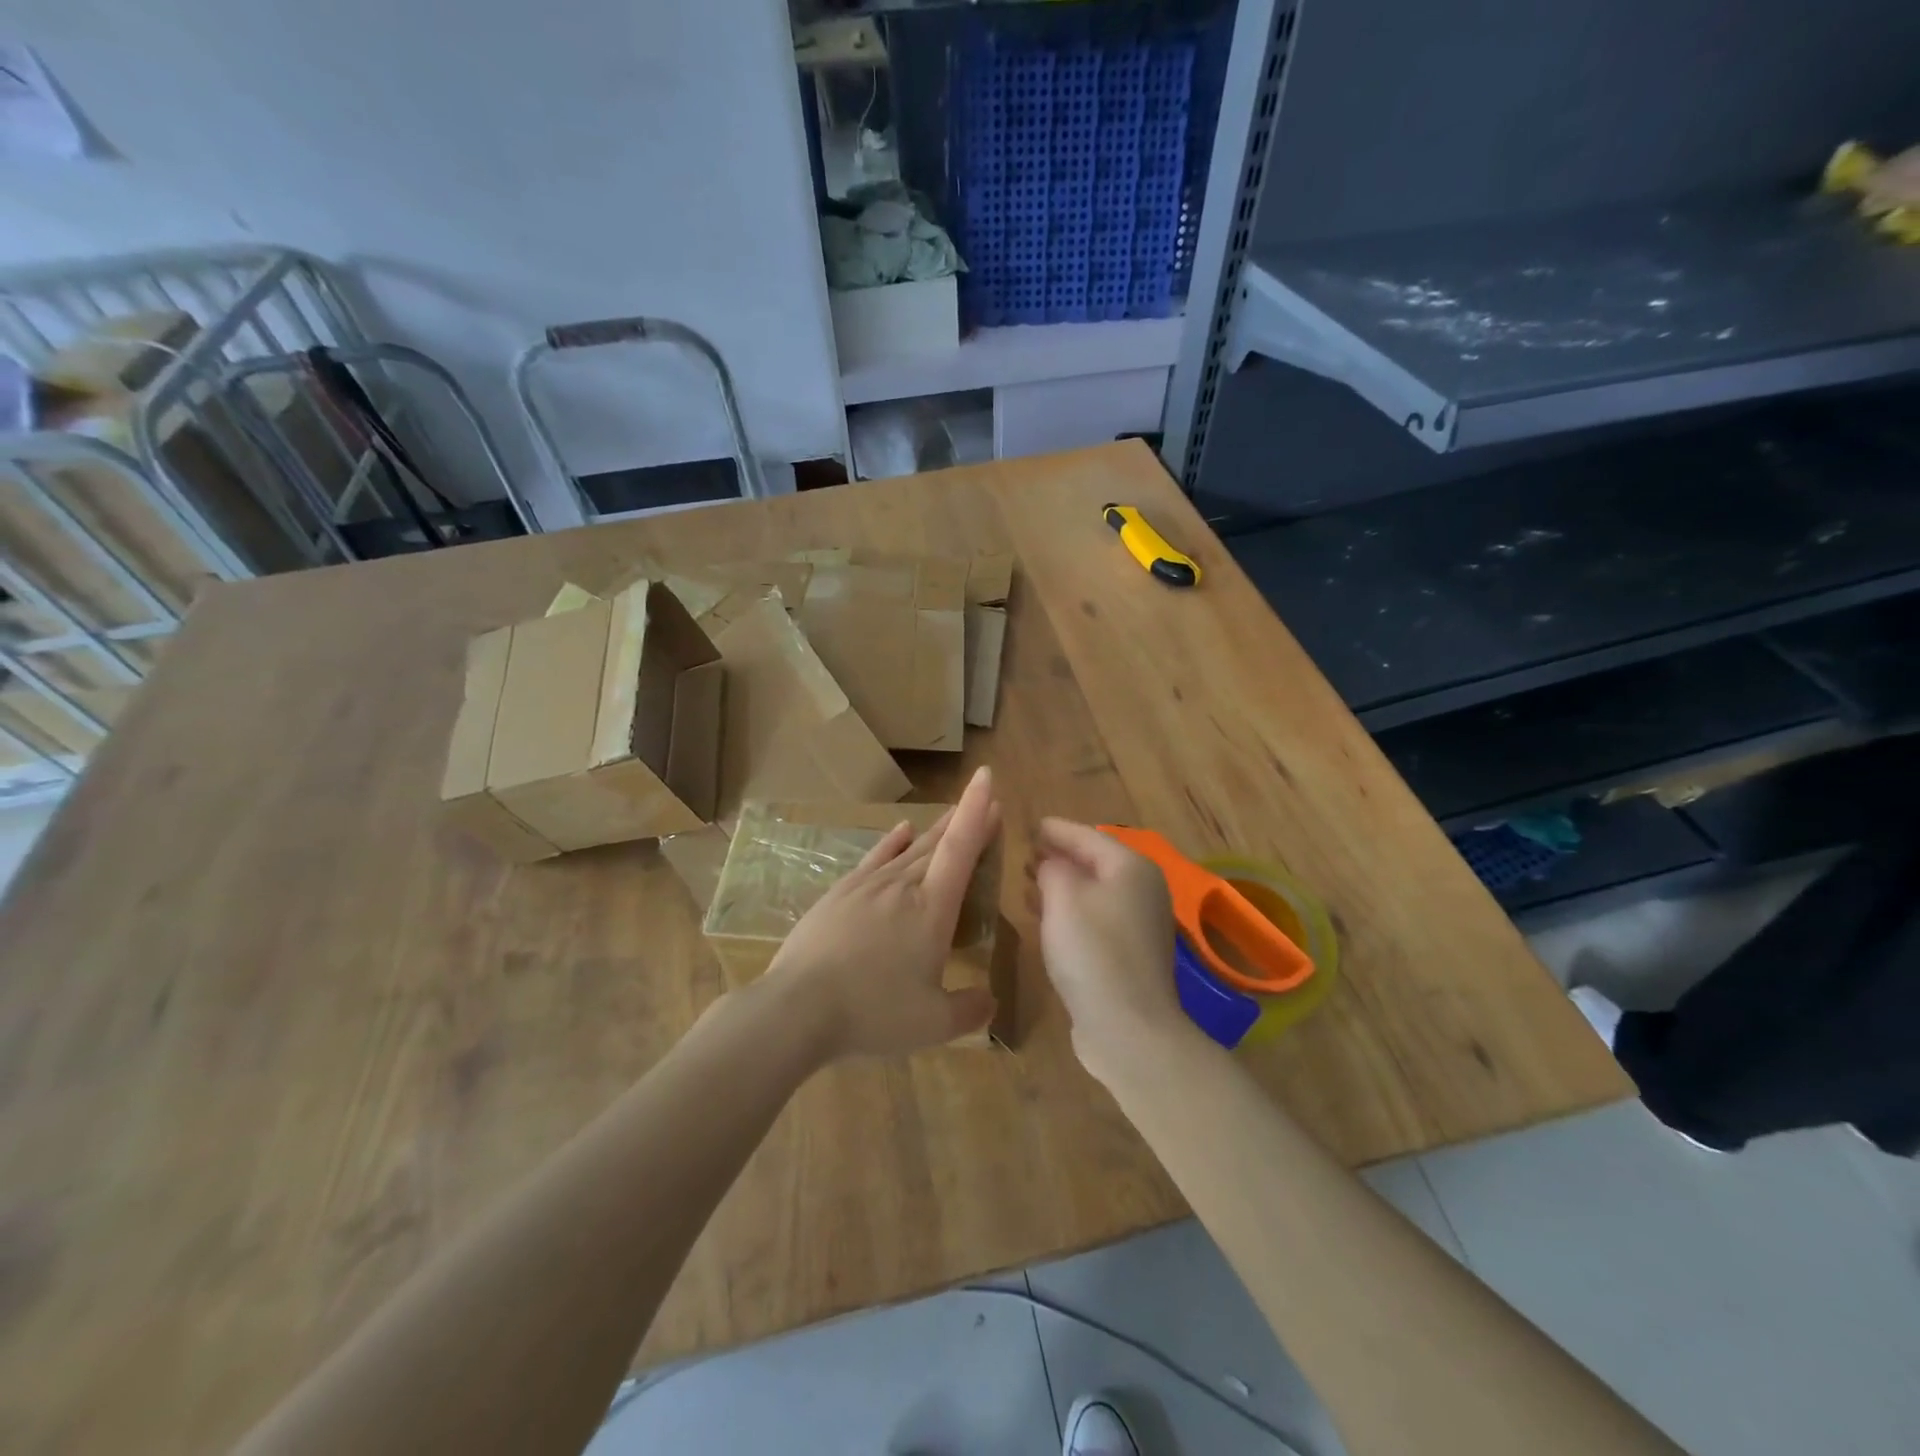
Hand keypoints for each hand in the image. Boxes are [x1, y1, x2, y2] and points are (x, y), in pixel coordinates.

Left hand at [762, 767, 1002, 1061]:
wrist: (798, 1008)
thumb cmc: (873, 1012)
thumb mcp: (932, 1023)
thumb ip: (969, 1010)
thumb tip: (990, 1001)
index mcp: (932, 909)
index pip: (960, 849)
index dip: (976, 813)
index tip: (987, 778)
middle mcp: (903, 886)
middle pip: (939, 844)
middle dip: (964, 822)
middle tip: (984, 805)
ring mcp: (867, 885)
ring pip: (910, 849)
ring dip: (934, 831)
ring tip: (950, 816)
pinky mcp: (840, 893)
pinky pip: (876, 857)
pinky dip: (893, 841)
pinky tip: (902, 829)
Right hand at [1034, 818, 1187, 1078]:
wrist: (1128, 1028)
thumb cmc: (1093, 951)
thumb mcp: (1062, 897)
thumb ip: (1052, 868)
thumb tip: (1050, 863)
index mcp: (1130, 867)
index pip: (1087, 835)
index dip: (1055, 829)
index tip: (1028, 825)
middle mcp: (1142, 889)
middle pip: (1094, 862)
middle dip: (1058, 857)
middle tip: (1023, 854)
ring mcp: (1139, 923)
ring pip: (1093, 891)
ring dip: (1061, 885)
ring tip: (1026, 882)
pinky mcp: (1130, 953)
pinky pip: (1095, 917)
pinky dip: (1070, 911)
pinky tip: (1044, 918)